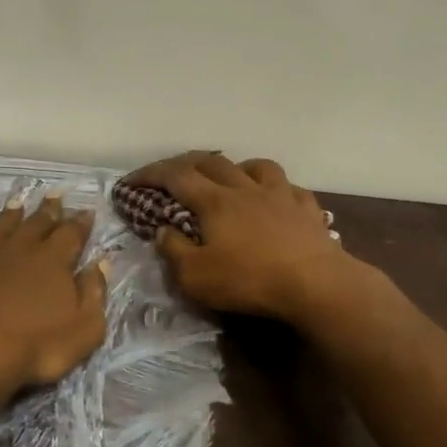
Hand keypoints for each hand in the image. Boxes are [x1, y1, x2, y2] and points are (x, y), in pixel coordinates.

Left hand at [0, 193, 108, 411]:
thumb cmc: (35, 345)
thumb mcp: (84, 328)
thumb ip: (94, 292)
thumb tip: (101, 263)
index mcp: (54, 261)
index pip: (72, 234)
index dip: (81, 222)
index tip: (87, 211)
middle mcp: (21, 250)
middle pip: (38, 223)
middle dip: (49, 209)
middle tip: (55, 194)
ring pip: (2, 227)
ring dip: (11, 214)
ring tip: (18, 202)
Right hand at [126, 151, 359, 323]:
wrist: (316, 284)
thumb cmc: (249, 280)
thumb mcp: (196, 276)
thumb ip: (174, 251)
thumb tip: (163, 230)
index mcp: (214, 202)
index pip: (175, 177)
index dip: (149, 174)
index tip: (130, 181)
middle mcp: (245, 189)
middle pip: (212, 162)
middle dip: (186, 163)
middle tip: (172, 173)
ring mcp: (280, 195)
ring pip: (256, 166)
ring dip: (236, 167)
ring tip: (229, 178)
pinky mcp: (307, 210)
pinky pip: (290, 188)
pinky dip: (276, 188)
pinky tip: (276, 199)